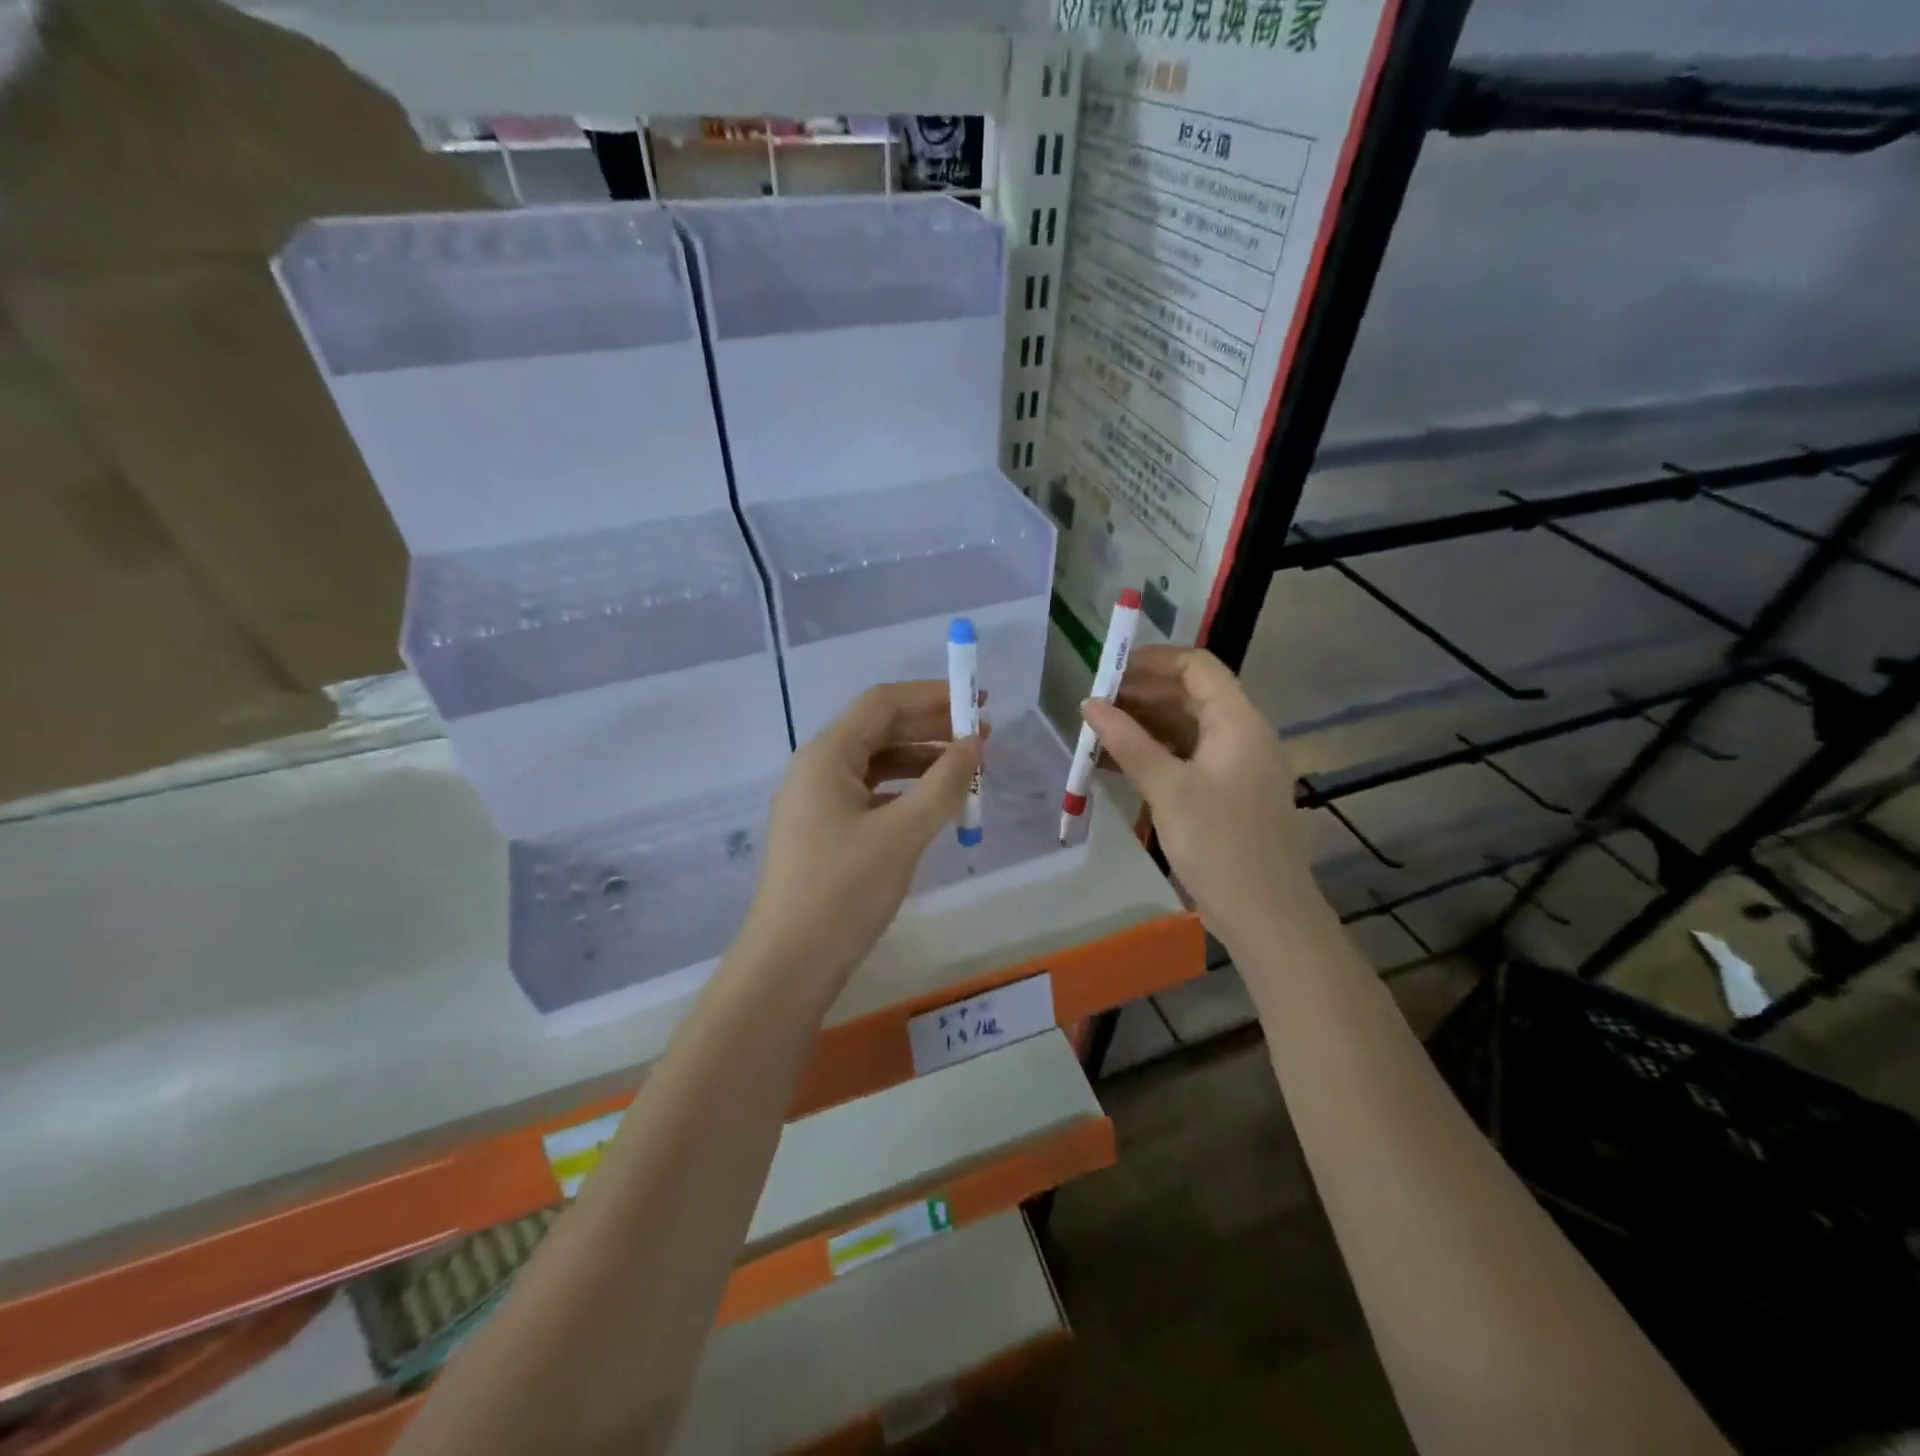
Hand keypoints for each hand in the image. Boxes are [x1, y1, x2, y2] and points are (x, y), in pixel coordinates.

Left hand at [737, 682, 982, 991]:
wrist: (789, 964)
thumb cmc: (844, 891)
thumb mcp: (902, 834)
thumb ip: (943, 783)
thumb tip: (974, 745)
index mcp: (827, 756)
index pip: (882, 703)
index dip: (932, 696)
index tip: (979, 701)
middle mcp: (818, 768)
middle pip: (880, 730)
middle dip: (932, 727)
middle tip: (983, 736)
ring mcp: (818, 801)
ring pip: (877, 764)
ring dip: (922, 761)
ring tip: (969, 770)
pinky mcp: (825, 831)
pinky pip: (871, 795)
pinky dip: (906, 792)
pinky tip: (936, 804)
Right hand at [1083, 646, 1318, 947]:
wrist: (1265, 914)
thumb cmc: (1219, 843)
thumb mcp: (1168, 788)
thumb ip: (1128, 742)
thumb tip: (1090, 704)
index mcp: (1238, 721)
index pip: (1197, 667)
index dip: (1153, 661)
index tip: (1109, 670)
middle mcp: (1241, 735)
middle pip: (1190, 696)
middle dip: (1141, 695)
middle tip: (1094, 705)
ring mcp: (1235, 766)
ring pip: (1185, 729)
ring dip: (1142, 727)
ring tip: (1097, 734)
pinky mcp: (1225, 794)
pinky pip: (1186, 759)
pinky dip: (1153, 756)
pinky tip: (1114, 765)